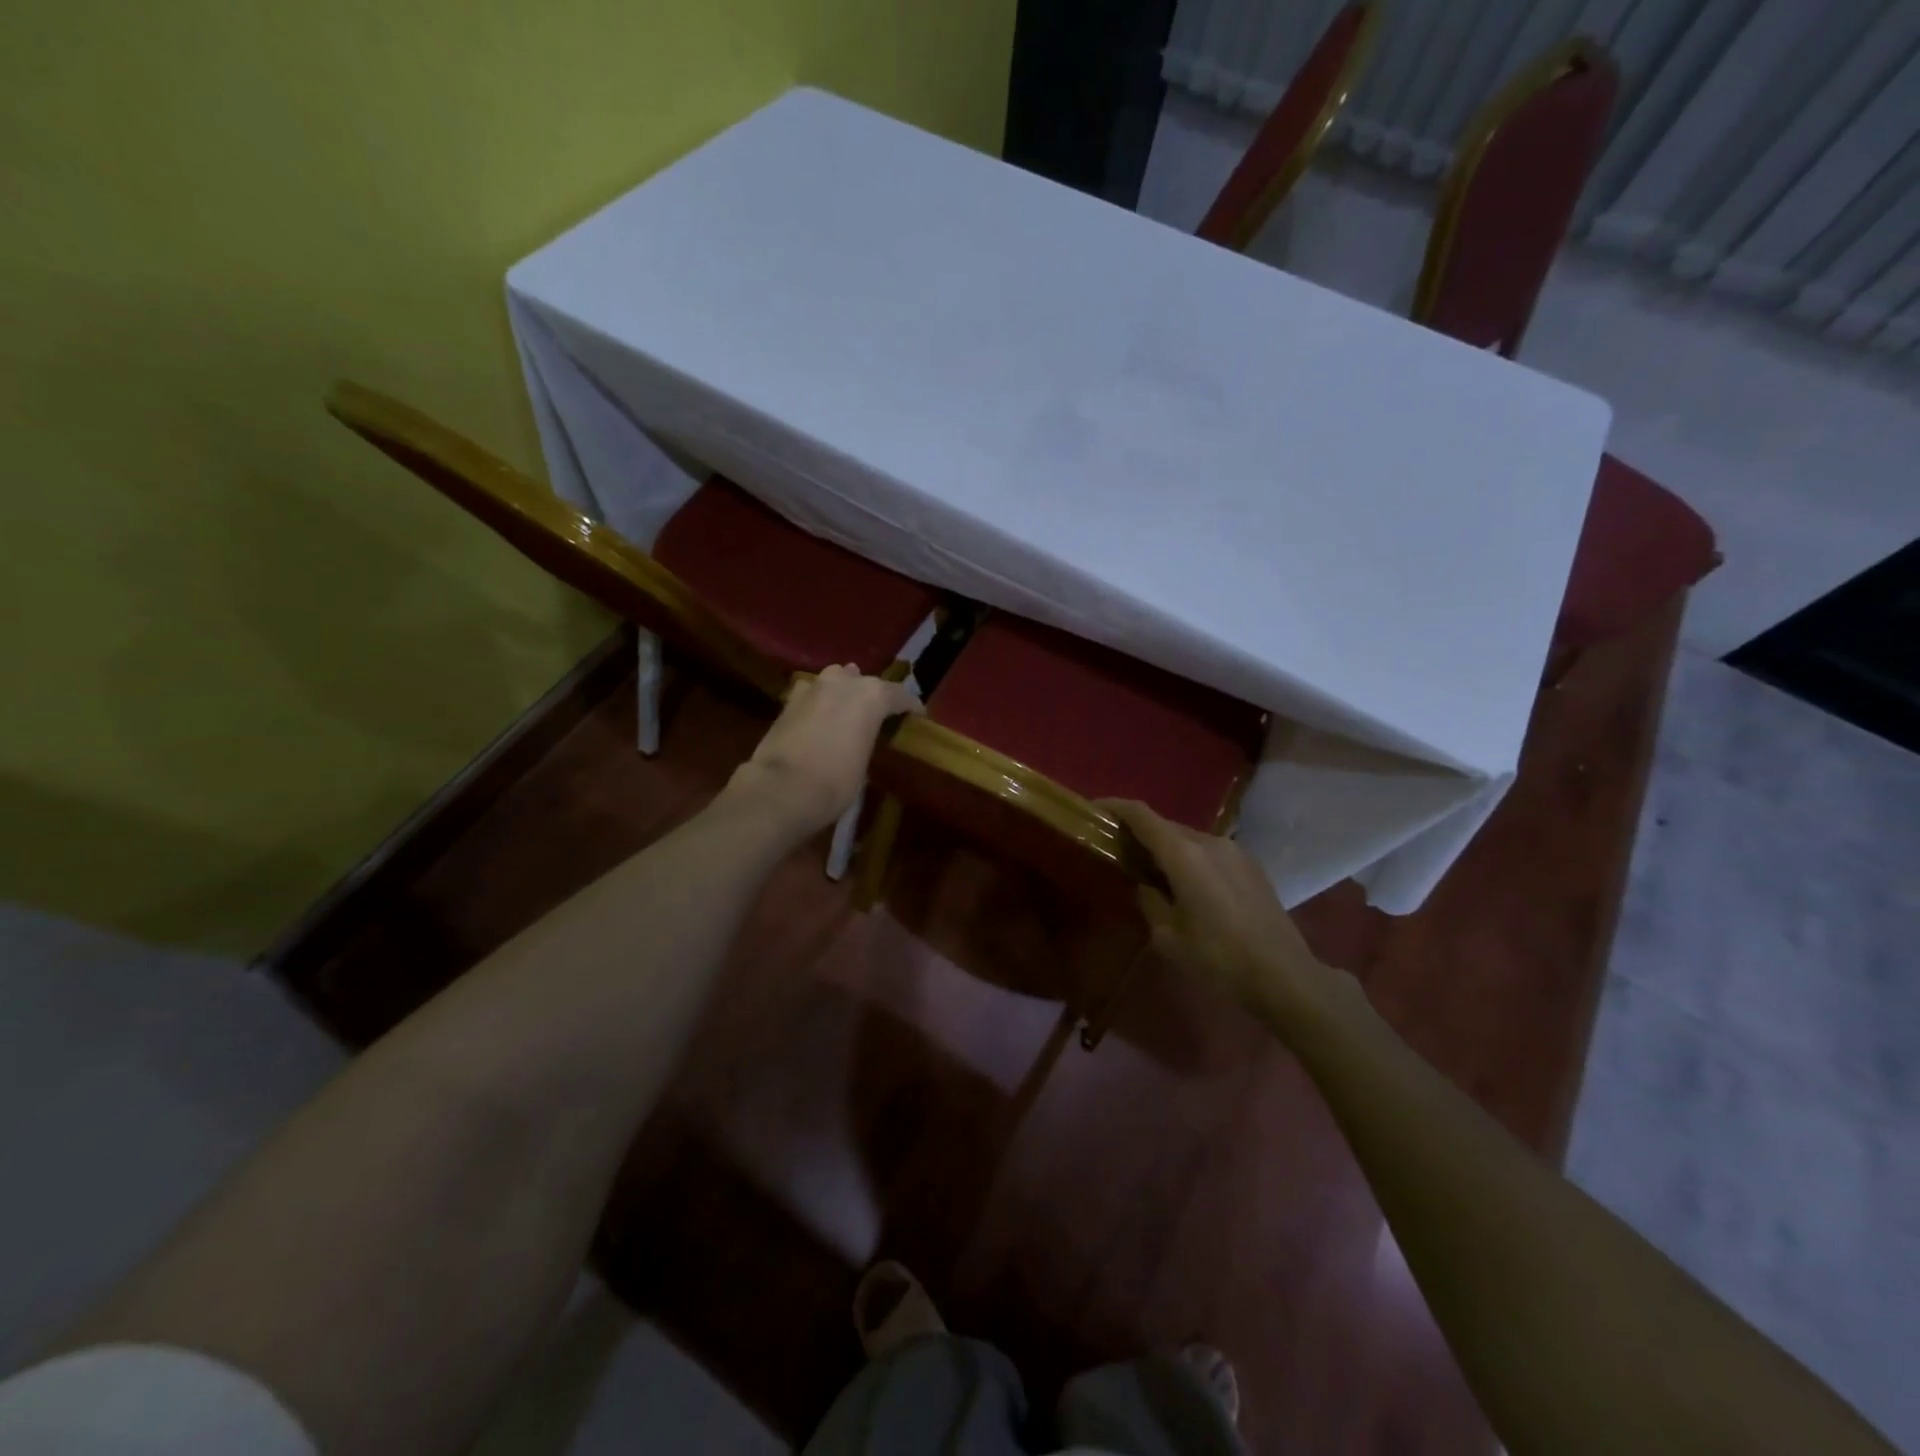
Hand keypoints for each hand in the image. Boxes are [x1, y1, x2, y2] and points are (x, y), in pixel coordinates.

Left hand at [729, 665, 922, 840]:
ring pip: (836, 679)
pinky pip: (812, 693)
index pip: (901, 695)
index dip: (911, 707)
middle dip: (875, 696)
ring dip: (845, 690)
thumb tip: (862, 738)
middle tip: (880, 716)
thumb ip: (867, 740)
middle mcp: (844, 683)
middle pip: (866, 682)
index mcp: (872, 696)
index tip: (917, 718)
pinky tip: (819, 714)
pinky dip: (819, 700)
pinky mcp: (788, 701)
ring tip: (849, 708)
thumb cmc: (834, 783)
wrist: (780, 789)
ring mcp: (813, 687)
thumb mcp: (864, 764)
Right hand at [1102, 799, 1344, 1022]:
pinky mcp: (1251, 865)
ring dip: (1167, 848)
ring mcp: (1234, 850)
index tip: (1094, 810)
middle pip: (1165, 826)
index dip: (1114, 807)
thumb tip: (1145, 883)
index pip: (1141, 815)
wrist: (1285, 975)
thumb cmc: (1218, 958)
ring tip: (1154, 874)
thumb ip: (1149, 900)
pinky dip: (1190, 859)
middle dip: (1139, 833)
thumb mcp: (1168, 937)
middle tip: (1120, 852)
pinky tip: (1189, 887)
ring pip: (1189, 839)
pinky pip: (1209, 852)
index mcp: (1183, 854)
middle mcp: (1209, 841)